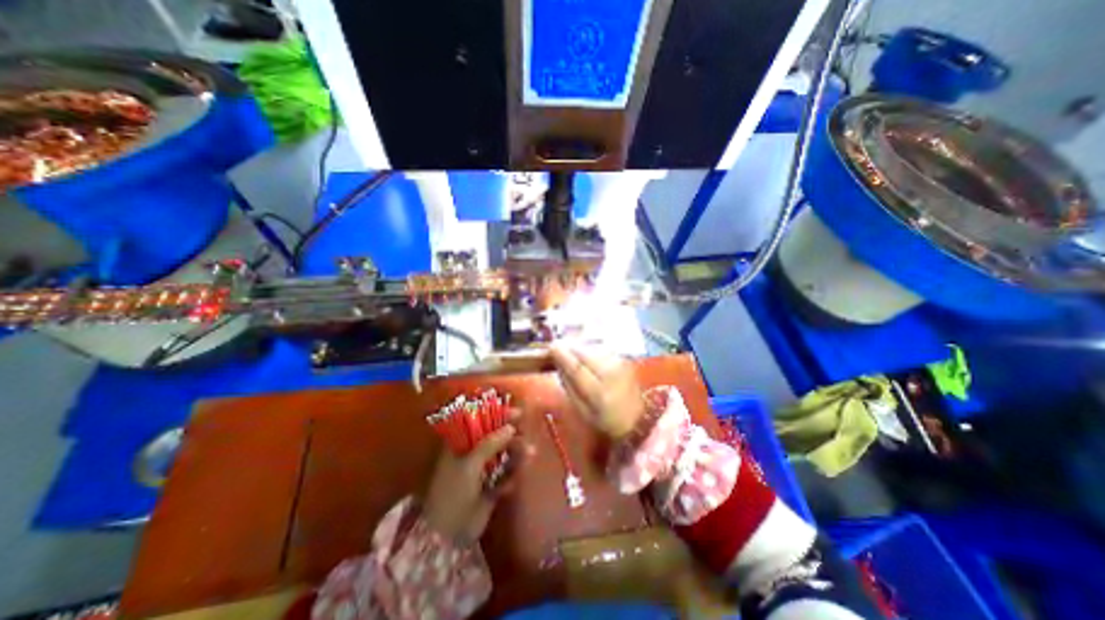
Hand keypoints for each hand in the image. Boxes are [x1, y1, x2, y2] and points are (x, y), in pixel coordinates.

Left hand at [424, 425, 521, 541]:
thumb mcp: (469, 464)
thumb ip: (490, 444)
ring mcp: (482, 470)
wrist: (447, 536)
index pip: (481, 422)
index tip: (518, 413)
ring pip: (504, 456)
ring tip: (530, 454)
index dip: (499, 416)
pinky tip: (508, 486)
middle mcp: (472, 454)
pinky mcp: (491, 487)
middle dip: (512, 436)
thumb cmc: (453, 492)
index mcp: (461, 444)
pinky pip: (505, 475)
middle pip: (496, 438)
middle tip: (526, 436)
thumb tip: (510, 427)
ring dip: (517, 454)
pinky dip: (510, 477)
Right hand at [553, 343, 650, 439]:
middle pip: (585, 353)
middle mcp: (610, 373)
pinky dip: (588, 350)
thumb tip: (558, 364)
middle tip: (556, 347)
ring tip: (568, 352)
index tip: (550, 346)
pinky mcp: (622, 358)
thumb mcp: (582, 411)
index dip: (562, 355)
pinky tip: (583, 355)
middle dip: (568, 348)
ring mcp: (619, 363)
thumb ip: (569, 386)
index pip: (577, 368)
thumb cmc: (606, 420)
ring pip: (592, 348)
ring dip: (578, 348)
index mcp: (599, 393)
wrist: (638, 418)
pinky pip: (599, 349)